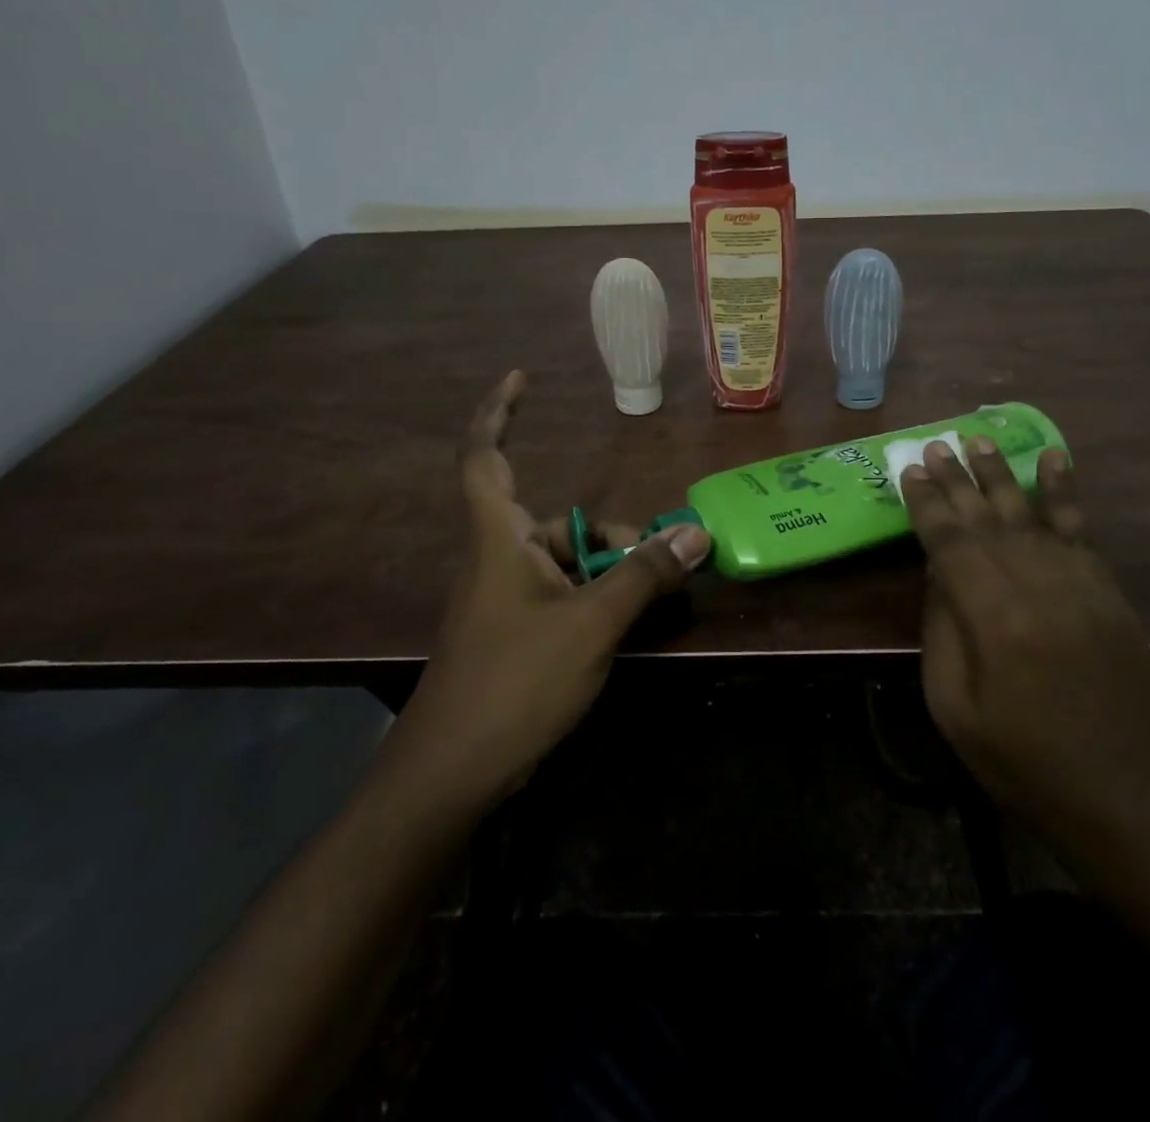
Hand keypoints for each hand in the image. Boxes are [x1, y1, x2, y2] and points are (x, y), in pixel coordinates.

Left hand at [398, 371, 710, 804]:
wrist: (453, 773)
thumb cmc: (515, 682)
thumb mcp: (591, 623)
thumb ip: (643, 575)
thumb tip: (696, 533)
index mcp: (499, 539)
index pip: (486, 457)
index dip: (498, 412)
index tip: (520, 376)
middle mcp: (499, 559)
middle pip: (557, 523)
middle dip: (608, 535)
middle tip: (659, 555)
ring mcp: (505, 601)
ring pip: (566, 564)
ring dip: (609, 571)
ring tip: (655, 595)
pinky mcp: (515, 635)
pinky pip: (564, 597)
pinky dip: (596, 599)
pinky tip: (627, 623)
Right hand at [901, 438, 1149, 849]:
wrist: (1122, 796)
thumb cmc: (1021, 761)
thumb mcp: (953, 707)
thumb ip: (942, 629)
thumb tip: (938, 571)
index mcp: (995, 621)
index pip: (951, 544)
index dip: (927, 504)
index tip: (908, 470)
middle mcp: (1040, 589)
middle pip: (988, 520)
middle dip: (957, 480)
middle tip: (934, 444)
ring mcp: (1082, 587)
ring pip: (1032, 515)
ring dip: (1001, 474)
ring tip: (977, 438)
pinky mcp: (1109, 593)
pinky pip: (1081, 530)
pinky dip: (1064, 491)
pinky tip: (1052, 459)